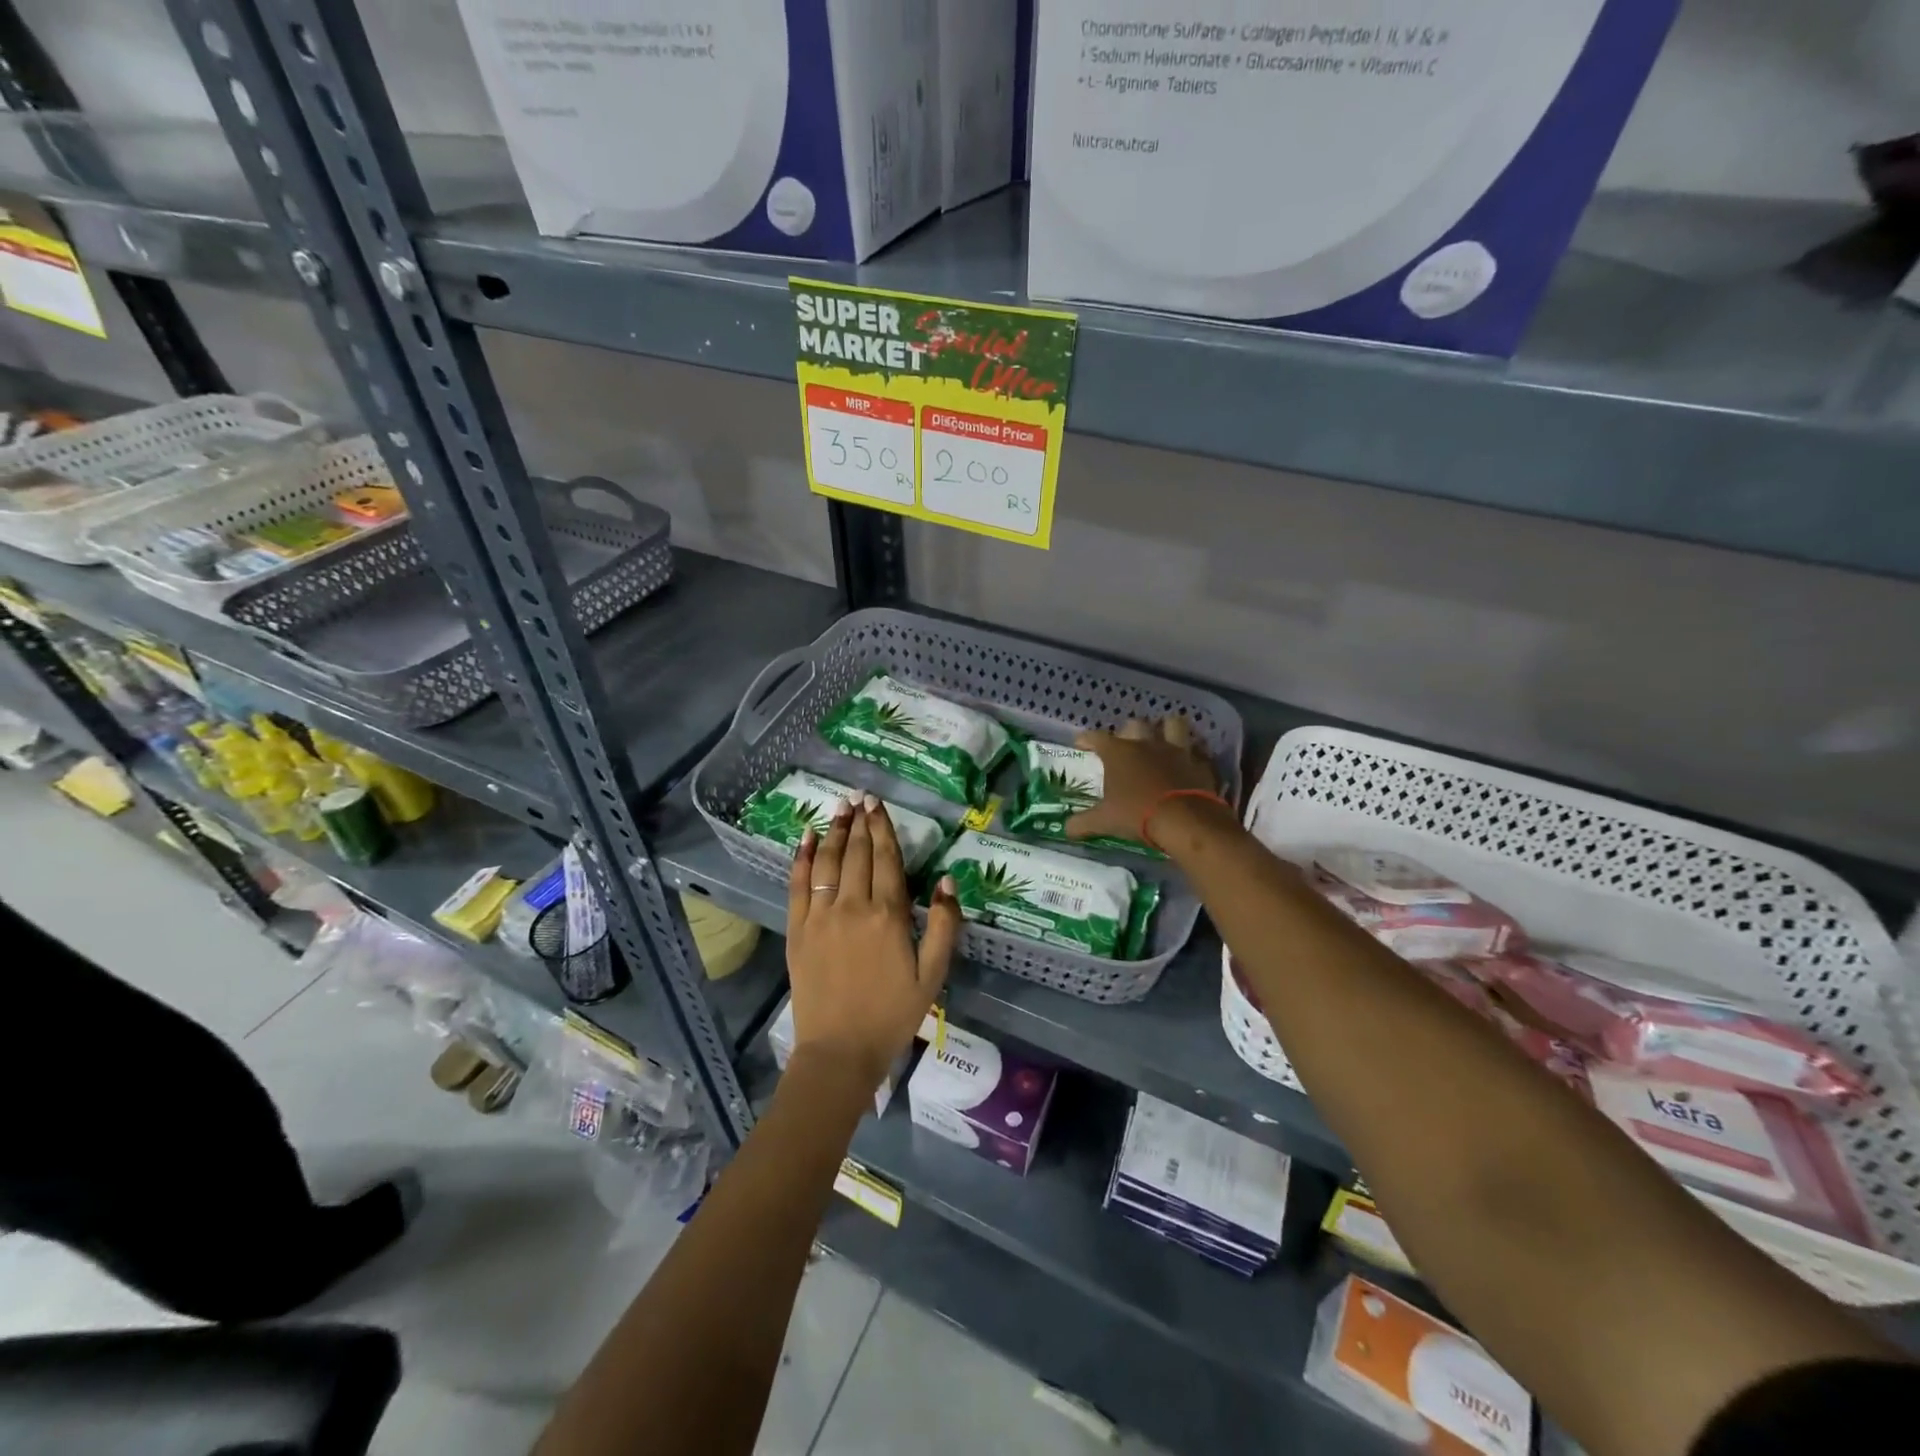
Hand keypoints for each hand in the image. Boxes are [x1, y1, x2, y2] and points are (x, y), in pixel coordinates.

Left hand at [786, 796, 962, 1089]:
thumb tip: (947, 879)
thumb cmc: (893, 1014)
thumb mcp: (933, 975)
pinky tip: (807, 839)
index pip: (886, 860)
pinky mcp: (798, 930)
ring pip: (828, 863)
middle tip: (860, 797)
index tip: (879, 805)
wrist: (840, 1051)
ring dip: (835, 832)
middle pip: (857, 854)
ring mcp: (821, 916)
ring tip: (838, 808)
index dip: (883, 829)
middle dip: (860, 823)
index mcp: (888, 915)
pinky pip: (799, 885)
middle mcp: (852, 906)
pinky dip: (803, 859)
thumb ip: (944, 925)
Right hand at [1066, 716, 1223, 845]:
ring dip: (1167, 728)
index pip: (1096, 737)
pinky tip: (1189, 762)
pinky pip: (1197, 750)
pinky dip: (1192, 753)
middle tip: (1125, 744)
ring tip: (1163, 738)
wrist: (1185, 821)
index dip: (1086, 738)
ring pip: (1173, 724)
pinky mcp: (1199, 762)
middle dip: (1128, 731)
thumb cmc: (1137, 815)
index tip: (1081, 743)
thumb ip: (1082, 823)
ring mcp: (1176, 750)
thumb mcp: (1104, 822)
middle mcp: (1146, 744)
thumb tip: (1066, 829)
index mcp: (1119, 753)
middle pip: (1135, 724)